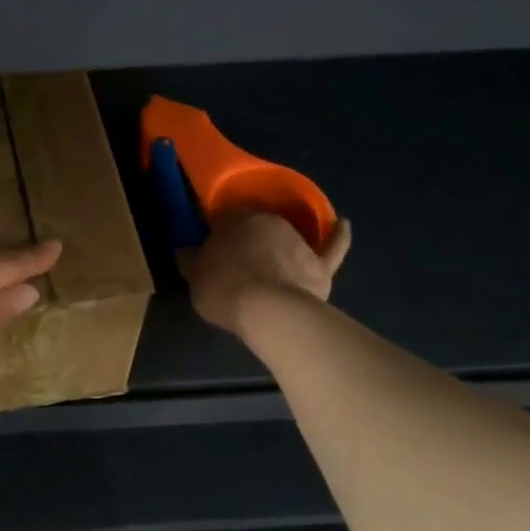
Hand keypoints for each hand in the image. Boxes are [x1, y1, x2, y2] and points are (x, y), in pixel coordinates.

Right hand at [179, 213, 352, 336]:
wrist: (270, 312)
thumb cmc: (226, 289)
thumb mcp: (195, 276)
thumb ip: (191, 259)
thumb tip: (187, 250)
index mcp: (236, 219)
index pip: (221, 218)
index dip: (214, 232)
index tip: (207, 245)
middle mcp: (269, 221)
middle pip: (253, 227)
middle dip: (244, 239)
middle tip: (232, 260)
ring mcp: (298, 242)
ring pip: (285, 238)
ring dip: (276, 245)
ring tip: (266, 262)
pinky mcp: (320, 264)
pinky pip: (331, 246)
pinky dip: (337, 236)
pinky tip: (342, 224)